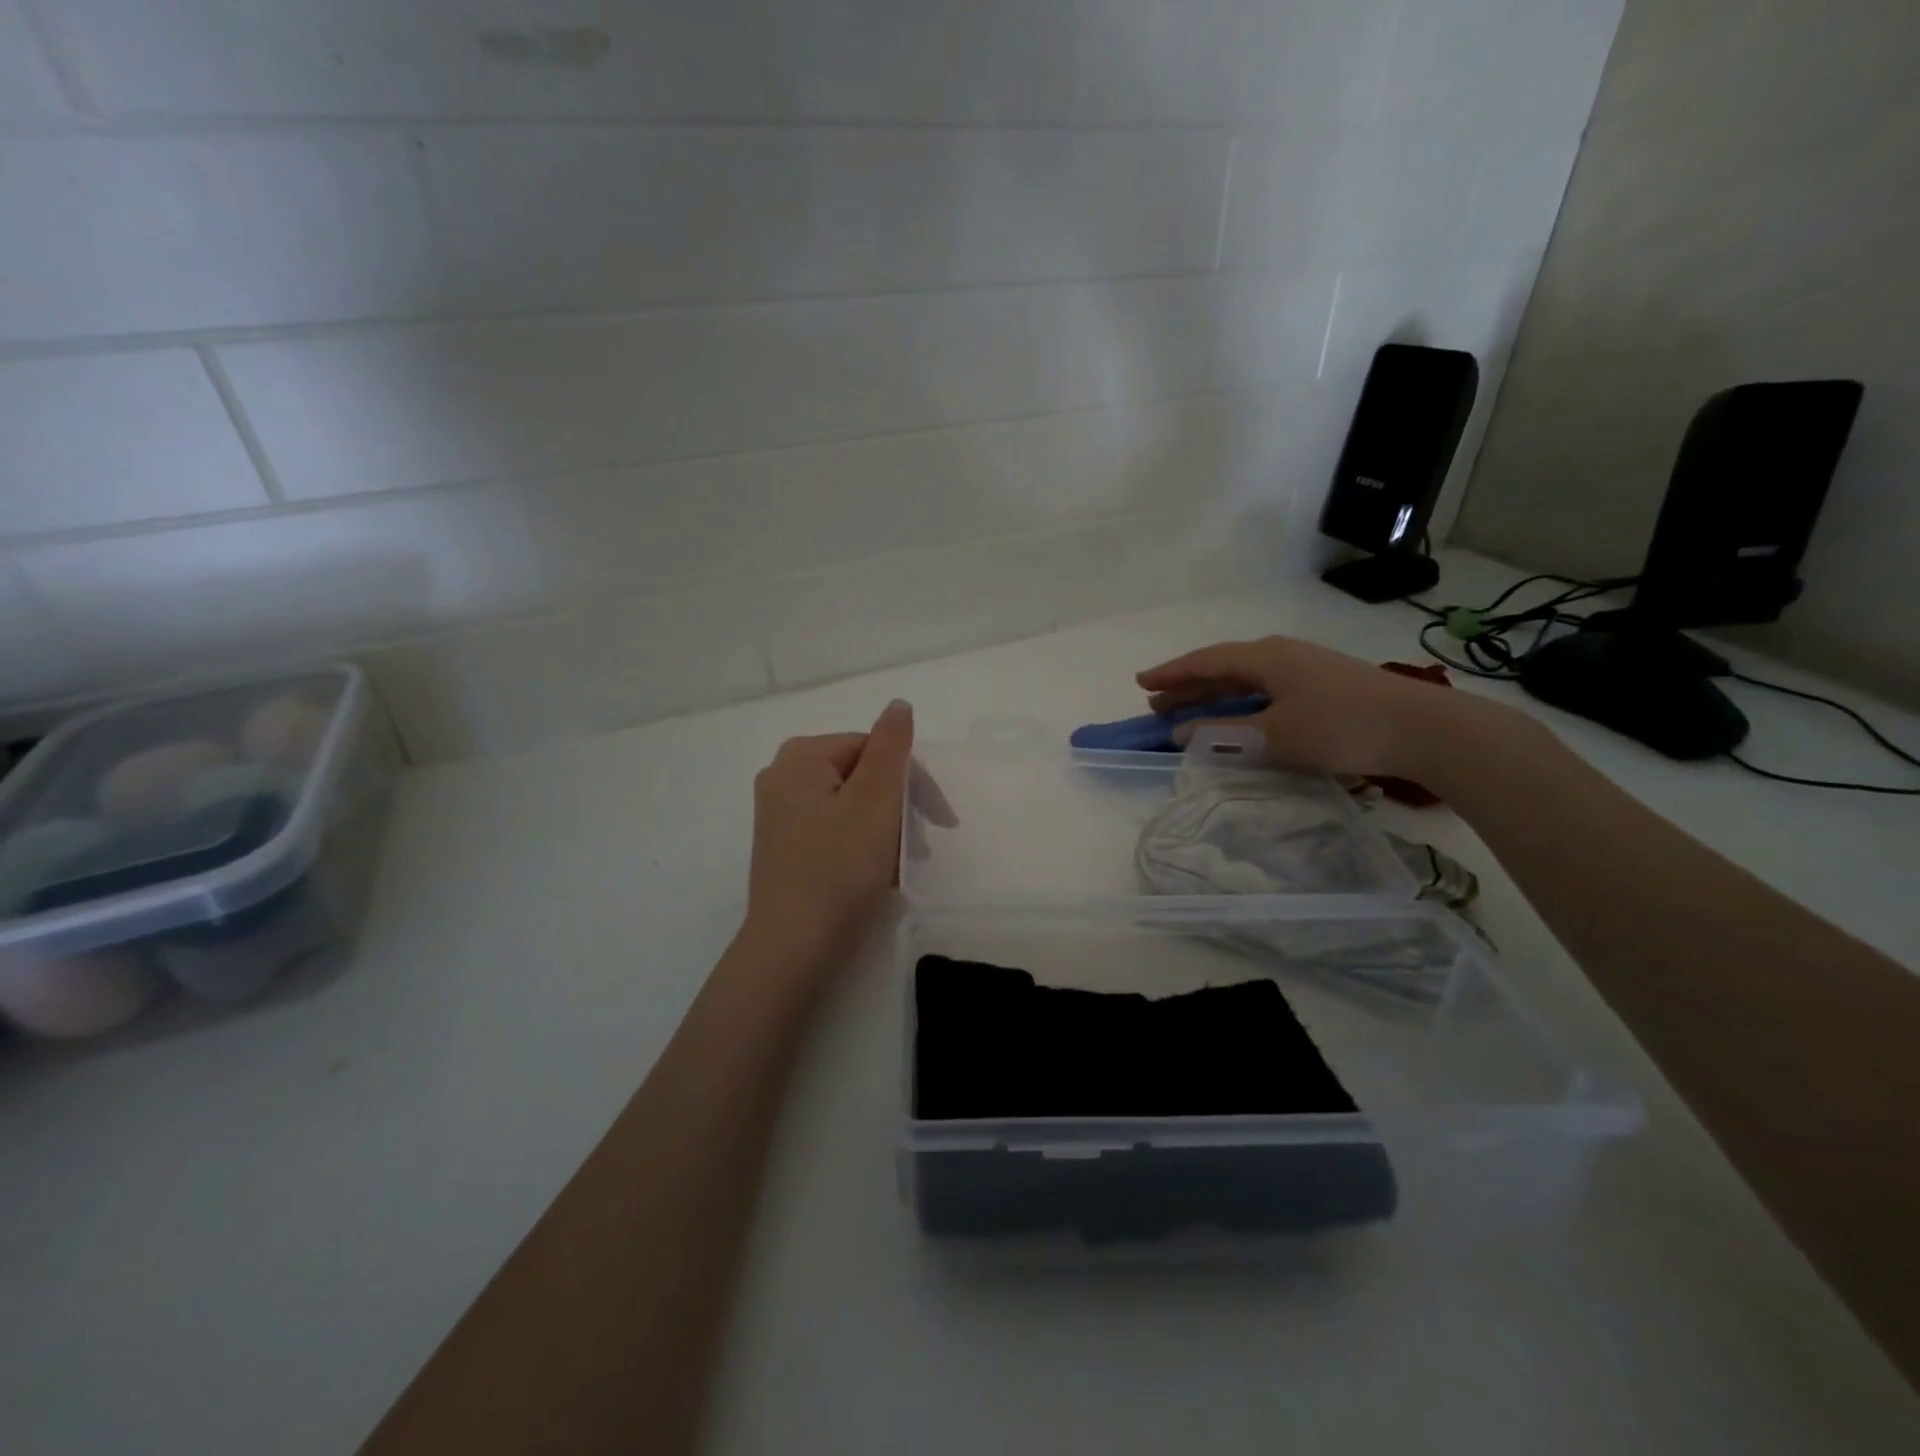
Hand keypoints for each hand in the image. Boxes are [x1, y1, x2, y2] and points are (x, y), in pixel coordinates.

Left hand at [739, 700, 915, 981]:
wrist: (793, 947)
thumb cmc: (840, 867)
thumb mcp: (876, 799)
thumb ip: (891, 746)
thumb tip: (898, 705)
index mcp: (801, 756)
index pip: (874, 748)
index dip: (912, 780)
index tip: (941, 820)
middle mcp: (781, 776)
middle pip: (860, 775)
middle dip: (897, 806)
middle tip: (921, 844)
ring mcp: (777, 814)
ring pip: (849, 805)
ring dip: (884, 828)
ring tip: (900, 865)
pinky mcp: (781, 847)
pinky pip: (832, 830)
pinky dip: (859, 844)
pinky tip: (874, 875)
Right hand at [1137, 636, 1481, 779]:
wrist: (1422, 729)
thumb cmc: (1340, 727)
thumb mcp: (1275, 736)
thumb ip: (1224, 735)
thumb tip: (1182, 732)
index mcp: (1265, 657)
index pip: (1205, 661)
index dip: (1171, 673)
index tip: (1142, 683)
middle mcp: (1280, 654)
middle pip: (1222, 667)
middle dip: (1188, 685)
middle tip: (1158, 704)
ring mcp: (1304, 667)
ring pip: (1245, 678)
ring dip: (1214, 694)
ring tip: (1187, 710)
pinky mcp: (1321, 684)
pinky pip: (1265, 688)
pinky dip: (1240, 701)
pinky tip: (1237, 714)